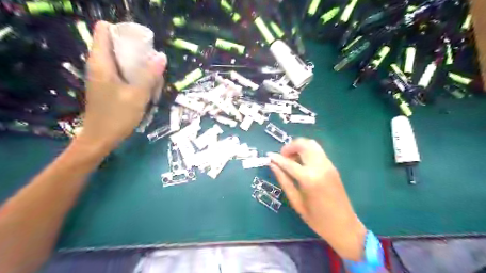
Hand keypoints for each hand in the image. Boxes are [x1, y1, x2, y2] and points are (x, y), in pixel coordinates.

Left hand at [79, 20, 166, 148]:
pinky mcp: (107, 85)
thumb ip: (149, 75)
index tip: (142, 43)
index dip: (123, 31)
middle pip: (116, 44)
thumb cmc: (117, 116)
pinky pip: (122, 71)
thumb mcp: (138, 96)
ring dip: (138, 64)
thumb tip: (162, 56)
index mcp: (101, 62)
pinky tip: (145, 87)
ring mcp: (102, 75)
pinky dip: (134, 74)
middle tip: (152, 63)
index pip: (104, 30)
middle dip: (136, 50)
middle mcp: (99, 65)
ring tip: (152, 78)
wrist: (101, 138)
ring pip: (121, 59)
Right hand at [267, 140, 366, 260]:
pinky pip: (317, 151)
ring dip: (299, 147)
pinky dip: (307, 151)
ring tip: (291, 159)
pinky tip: (302, 162)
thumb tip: (272, 165)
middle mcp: (320, 167)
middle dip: (289, 147)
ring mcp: (328, 165)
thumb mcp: (296, 202)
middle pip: (303, 145)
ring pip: (312, 144)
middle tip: (282, 157)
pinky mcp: (332, 166)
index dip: (277, 158)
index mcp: (309, 179)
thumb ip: (284, 181)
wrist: (344, 226)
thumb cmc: (317, 219)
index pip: (289, 162)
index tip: (268, 155)